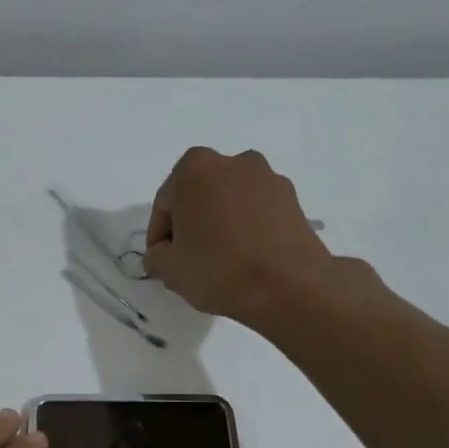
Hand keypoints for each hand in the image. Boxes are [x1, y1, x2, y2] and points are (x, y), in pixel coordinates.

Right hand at [144, 146, 332, 324]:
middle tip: (188, 259)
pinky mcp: (293, 198)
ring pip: (229, 202)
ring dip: (220, 224)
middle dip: (191, 223)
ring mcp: (267, 177)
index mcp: (195, 168)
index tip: (162, 261)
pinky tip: (246, 258)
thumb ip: (155, 255)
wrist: (289, 285)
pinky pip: (256, 211)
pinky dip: (247, 228)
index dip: (159, 237)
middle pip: (198, 196)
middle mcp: (233, 161)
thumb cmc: (218, 269)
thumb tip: (164, 252)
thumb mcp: (168, 269)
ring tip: (220, 260)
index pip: (165, 205)